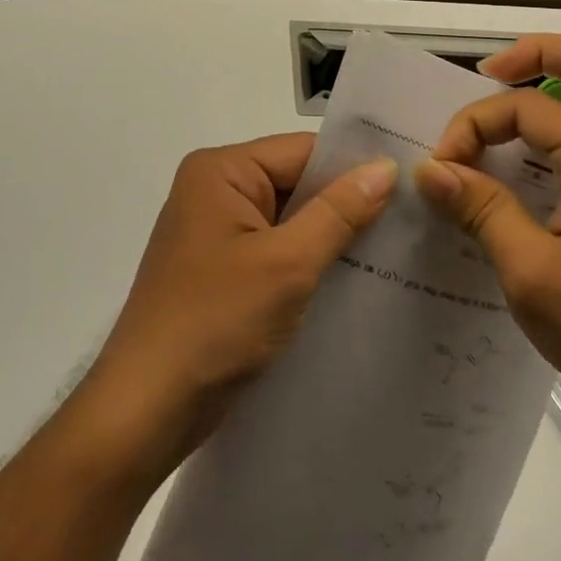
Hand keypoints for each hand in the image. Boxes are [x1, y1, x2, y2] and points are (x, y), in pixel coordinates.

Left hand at [82, 134, 395, 480]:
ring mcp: (216, 233)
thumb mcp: (287, 264)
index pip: (303, 151)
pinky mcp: (221, 271)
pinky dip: (309, 264)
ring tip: (397, 252)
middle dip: (347, 206)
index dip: (355, 166)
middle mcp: (214, 191)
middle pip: (296, 183)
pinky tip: (355, 282)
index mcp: (221, 171)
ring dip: (331, 239)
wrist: (146, 409)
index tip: (413, 183)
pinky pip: (276, 252)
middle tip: (414, 221)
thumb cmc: (215, 323)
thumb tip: (386, 166)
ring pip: (290, 221)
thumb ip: (339, 212)